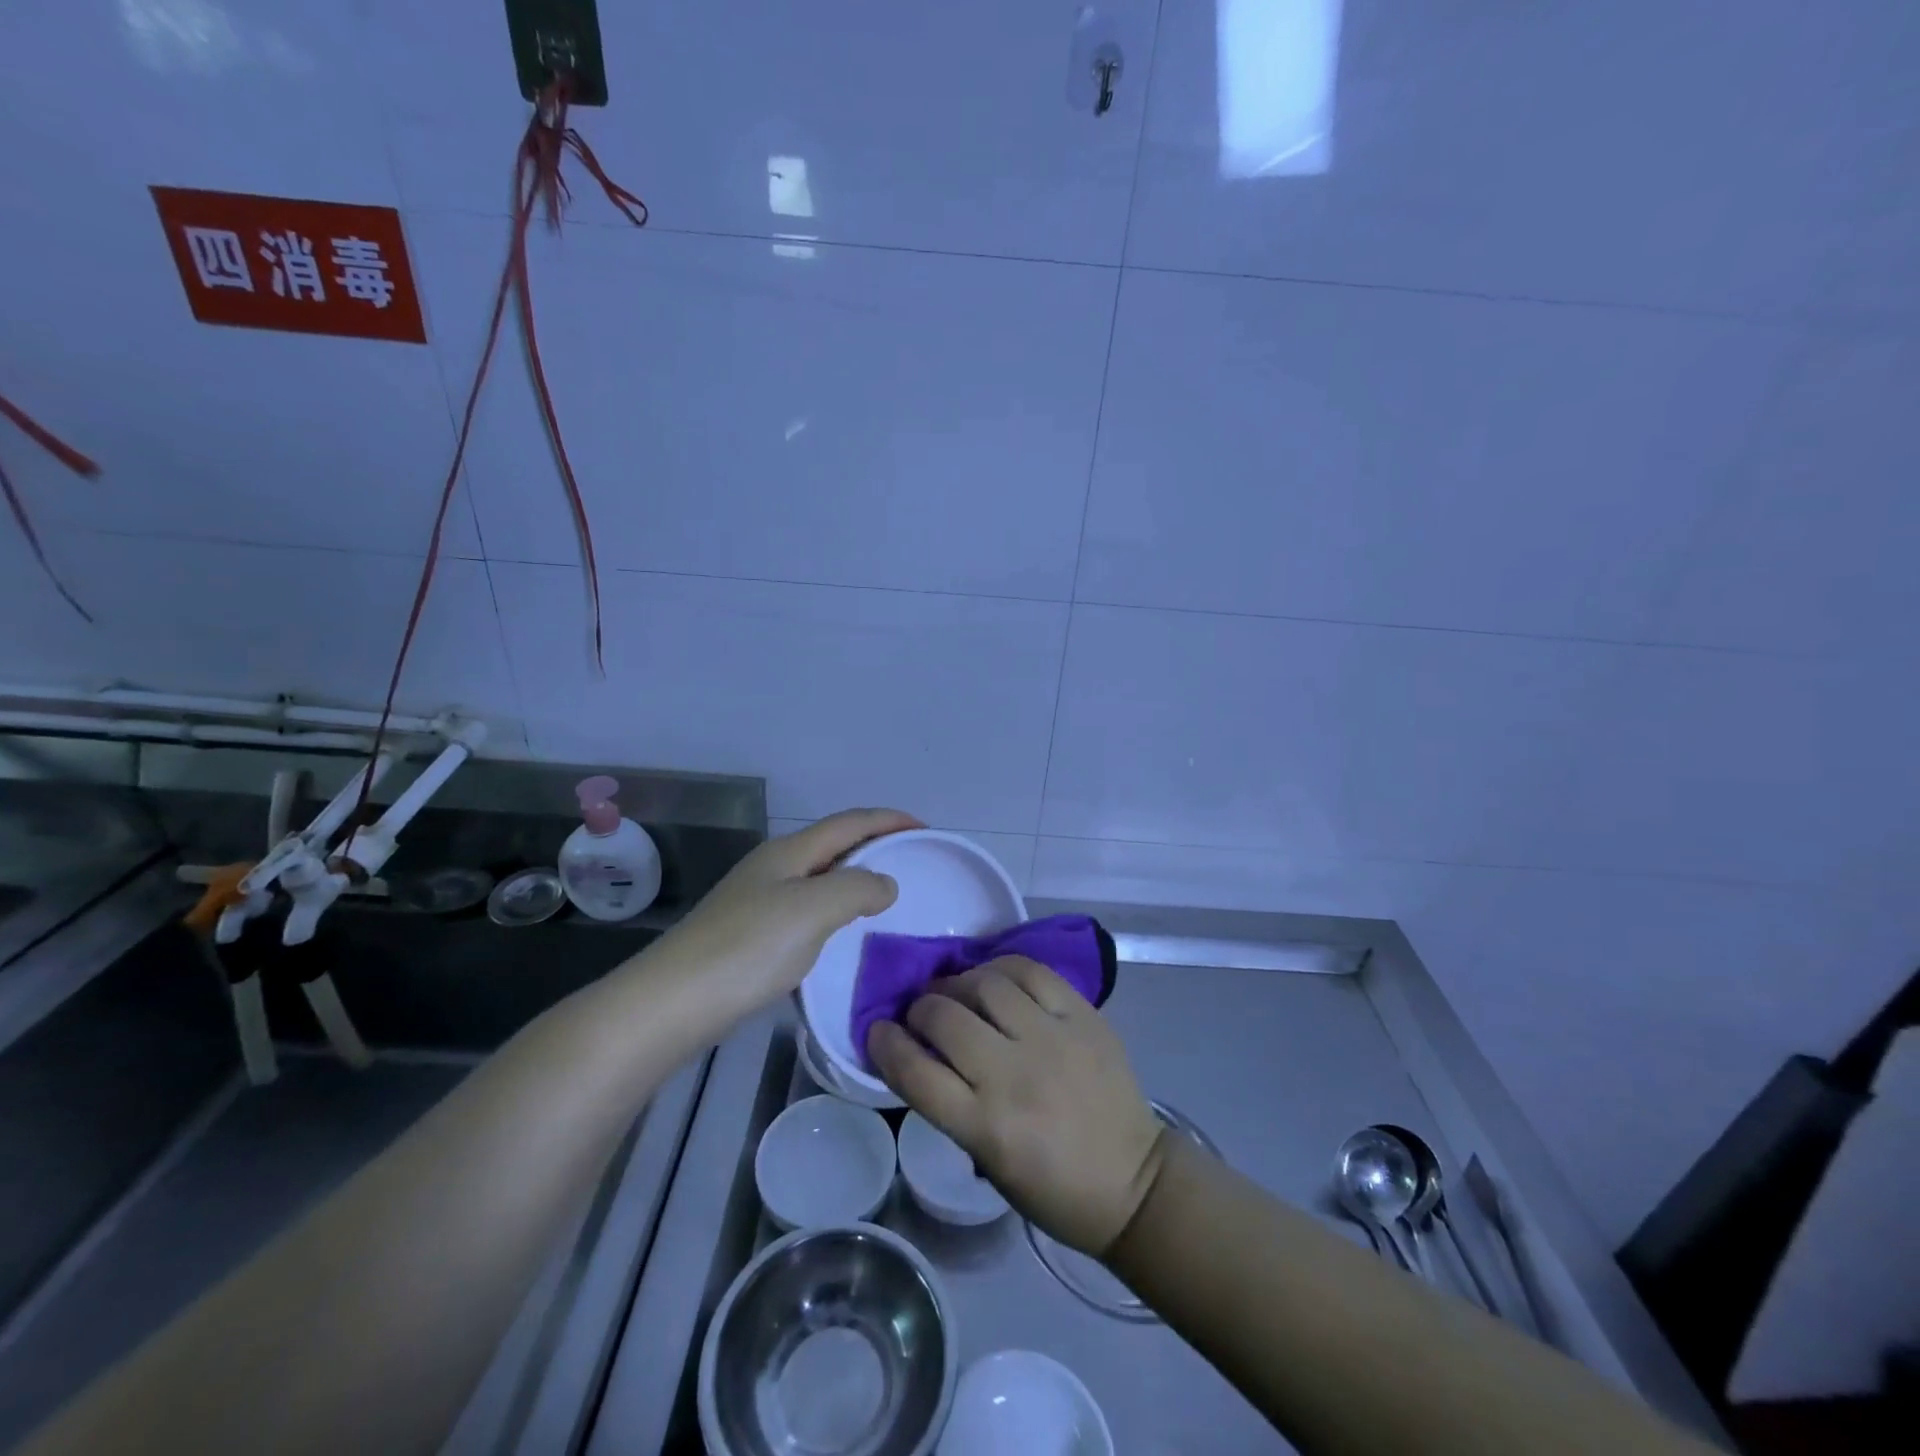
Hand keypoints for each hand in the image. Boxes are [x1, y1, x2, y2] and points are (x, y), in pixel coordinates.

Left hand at [657, 808, 918, 1016]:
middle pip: (834, 844)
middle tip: (912, 863)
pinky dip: (836, 909)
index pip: (850, 822)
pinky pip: (807, 908)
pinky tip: (843, 932)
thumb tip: (885, 883)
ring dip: (855, 879)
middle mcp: (774, 867)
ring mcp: (758, 900)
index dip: (889, 820)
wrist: (673, 1002)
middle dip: (874, 845)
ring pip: (820, 877)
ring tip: (887, 897)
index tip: (926, 830)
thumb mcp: (813, 909)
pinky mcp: (751, 933)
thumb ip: (858, 888)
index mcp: (790, 853)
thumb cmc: (748, 948)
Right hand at [868, 956, 1166, 1257]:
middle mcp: (1014, 1075)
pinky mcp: (1083, 1016)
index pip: (914, 1072)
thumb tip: (922, 1052)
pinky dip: (1002, 967)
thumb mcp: (988, 1162)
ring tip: (956, 990)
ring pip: (985, 984)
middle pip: (944, 1017)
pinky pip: (1031, 972)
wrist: (1135, 1182)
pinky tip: (994, 977)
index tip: (878, 1031)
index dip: (885, 1045)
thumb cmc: (1053, 1189)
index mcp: (985, 1127)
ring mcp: (1052, 1039)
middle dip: (920, 1008)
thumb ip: (952, 1105)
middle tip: (921, 1012)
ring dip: (957, 982)